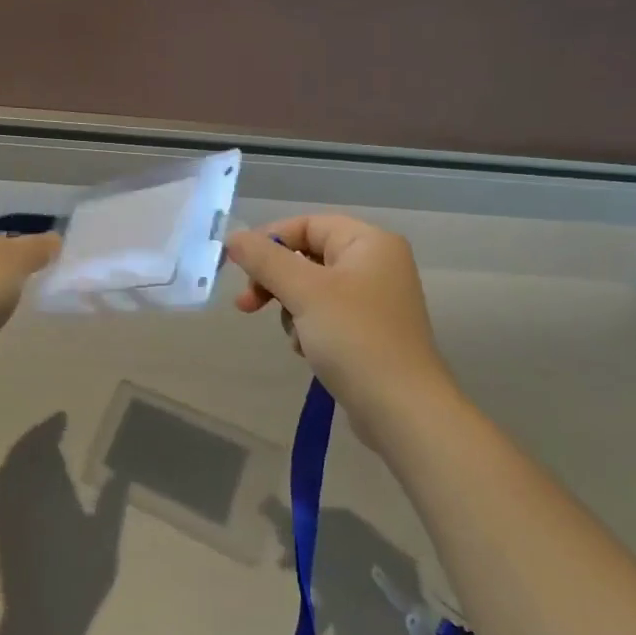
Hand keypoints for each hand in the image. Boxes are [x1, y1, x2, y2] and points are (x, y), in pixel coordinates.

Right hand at [225, 215, 453, 429]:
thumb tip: (233, 237)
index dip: (270, 240)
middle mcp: (377, 263)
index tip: (238, 267)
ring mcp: (376, 299)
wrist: (401, 409)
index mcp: (370, 242)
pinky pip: (327, 316)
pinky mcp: (371, 331)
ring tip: (296, 337)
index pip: (308, 225)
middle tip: (247, 306)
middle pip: (309, 256)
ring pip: (313, 289)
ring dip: (293, 310)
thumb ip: (265, 260)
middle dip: (276, 281)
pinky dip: (311, 330)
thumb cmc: (354, 338)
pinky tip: (310, 352)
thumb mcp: (304, 292)